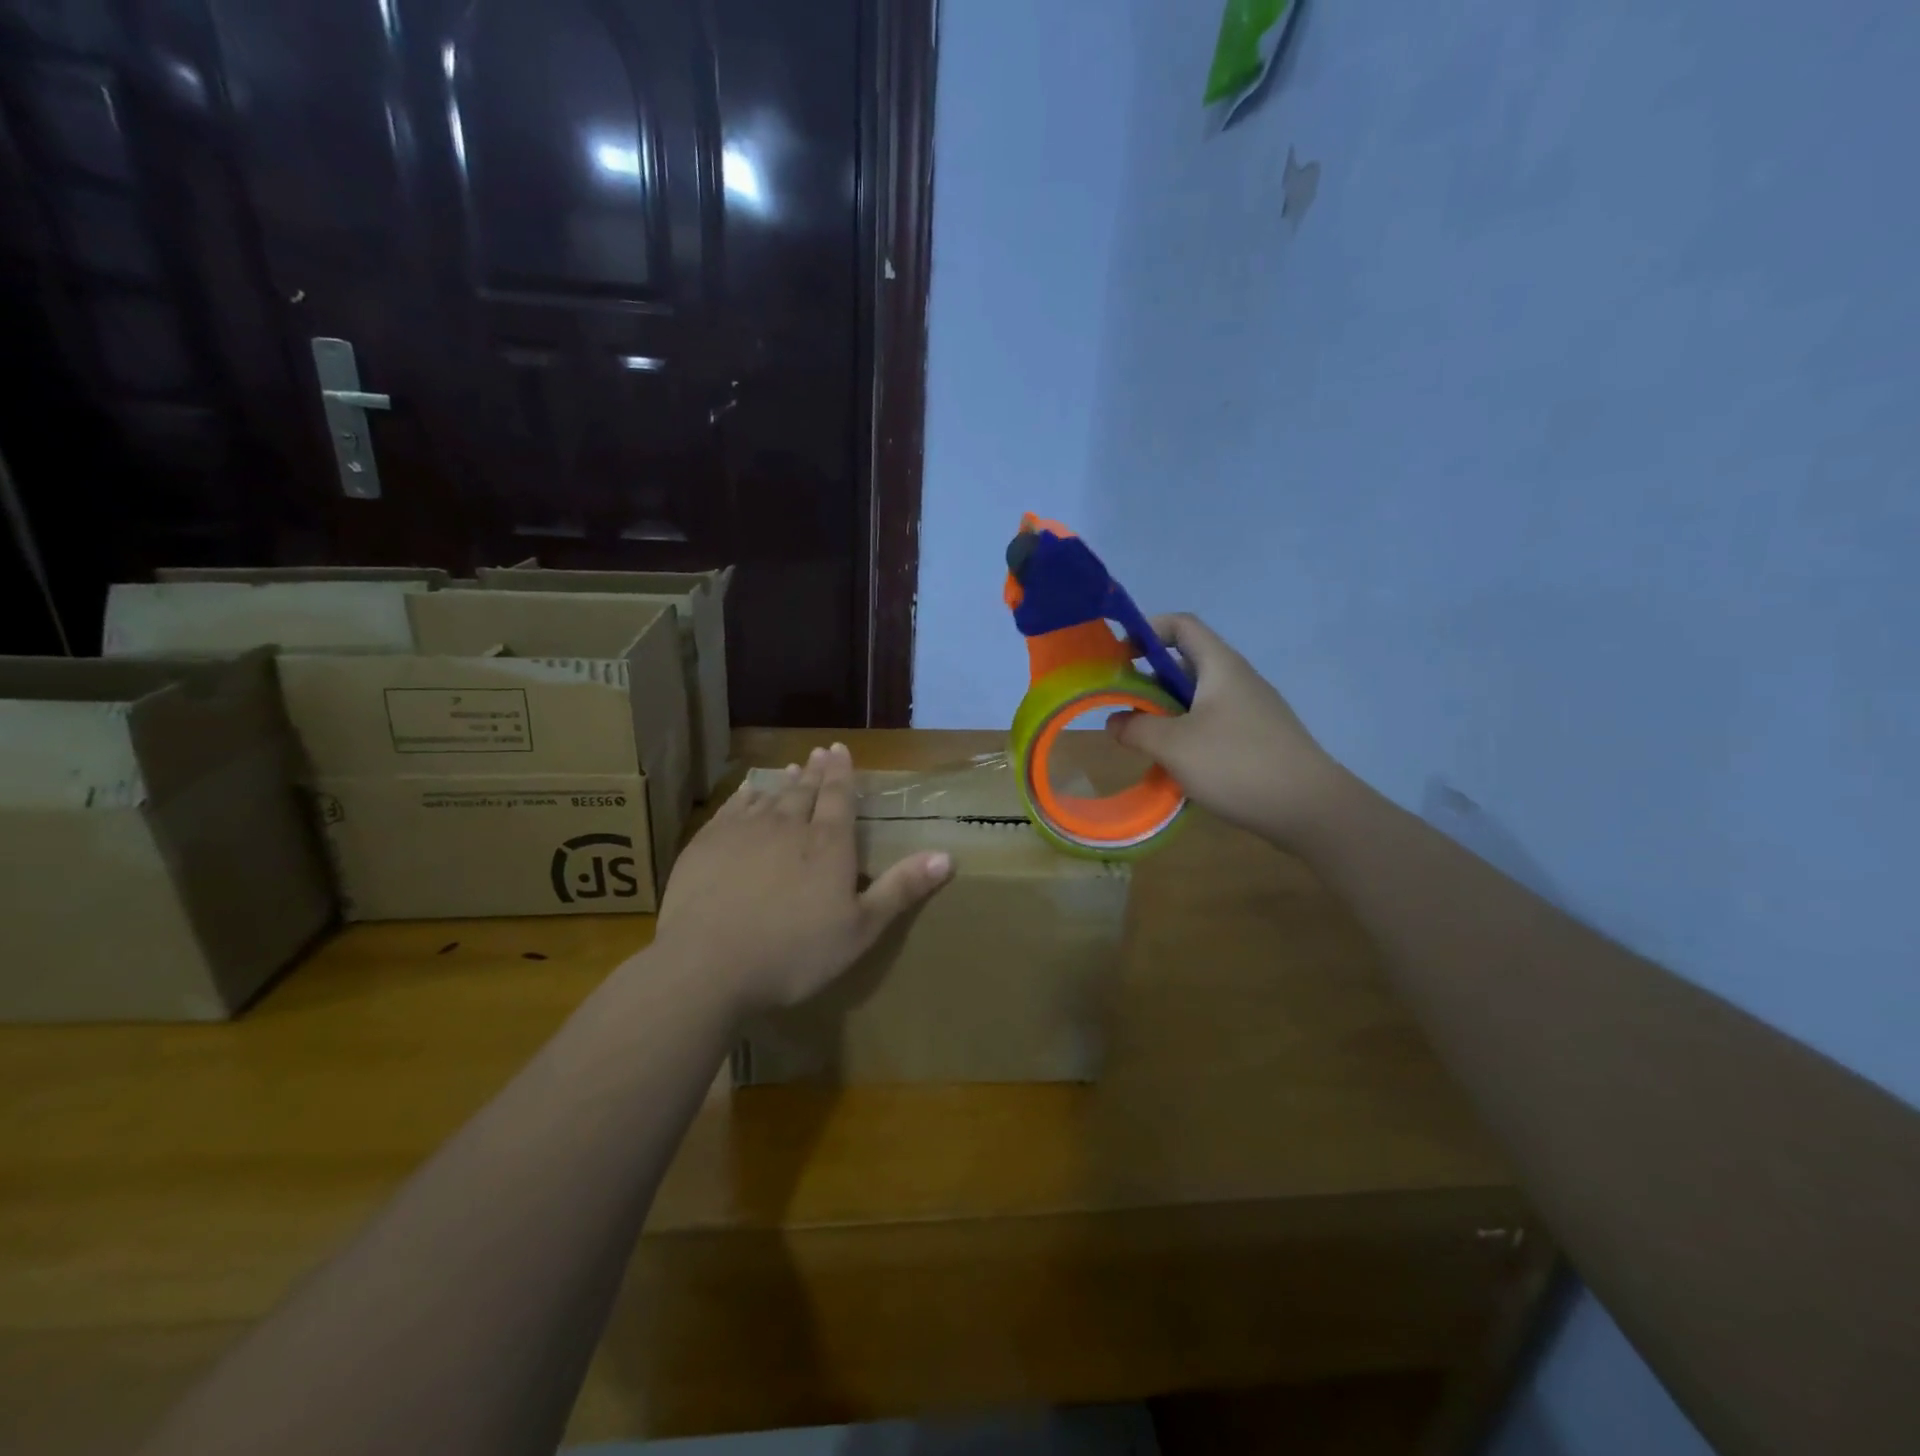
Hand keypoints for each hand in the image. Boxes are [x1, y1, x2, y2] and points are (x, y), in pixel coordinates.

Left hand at [653, 742, 953, 1015]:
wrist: (709, 964)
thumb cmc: (794, 953)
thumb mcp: (861, 929)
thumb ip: (901, 890)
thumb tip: (948, 856)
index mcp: (828, 845)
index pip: (839, 797)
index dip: (842, 773)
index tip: (840, 749)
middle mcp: (788, 826)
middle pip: (805, 791)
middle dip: (815, 772)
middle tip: (819, 753)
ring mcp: (744, 832)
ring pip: (770, 797)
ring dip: (784, 782)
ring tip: (792, 769)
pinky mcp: (708, 844)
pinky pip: (732, 809)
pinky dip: (744, 797)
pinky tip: (747, 793)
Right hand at [1110, 614, 1345, 848]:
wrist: (1310, 808)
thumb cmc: (1237, 764)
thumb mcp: (1174, 745)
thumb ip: (1136, 728)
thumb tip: (1115, 721)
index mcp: (1220, 666)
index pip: (1181, 626)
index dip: (1147, 631)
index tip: (1119, 658)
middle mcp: (1238, 680)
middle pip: (1185, 664)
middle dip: (1149, 682)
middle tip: (1122, 709)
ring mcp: (1251, 710)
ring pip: (1197, 699)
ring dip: (1166, 714)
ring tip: (1144, 742)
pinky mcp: (1258, 739)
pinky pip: (1213, 724)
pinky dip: (1187, 735)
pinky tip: (1177, 766)